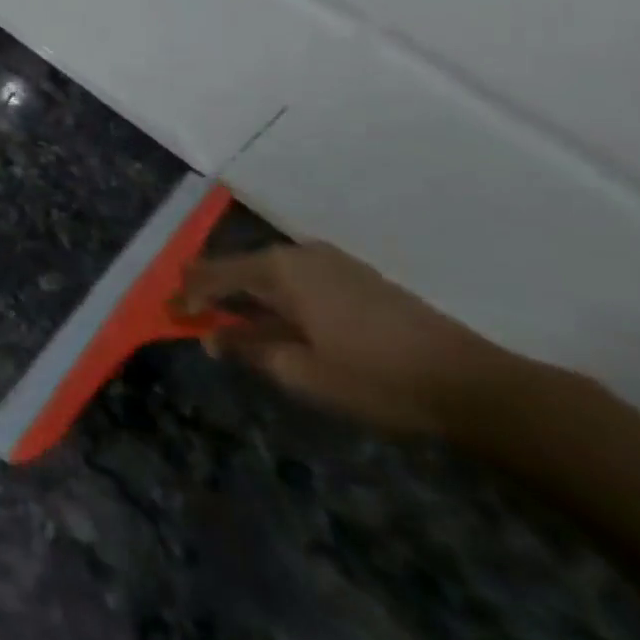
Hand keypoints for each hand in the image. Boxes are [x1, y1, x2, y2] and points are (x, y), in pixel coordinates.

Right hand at [175, 242, 520, 436]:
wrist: (472, 384)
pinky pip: (297, 281)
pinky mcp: (356, 280)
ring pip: (270, 275)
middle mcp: (301, 255)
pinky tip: (273, 323)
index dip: (188, 294)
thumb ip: (248, 348)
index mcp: (280, 270)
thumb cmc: (374, 377)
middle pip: (241, 267)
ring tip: (227, 322)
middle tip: (191, 315)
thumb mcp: (300, 372)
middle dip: (213, 292)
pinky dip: (275, 299)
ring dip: (244, 297)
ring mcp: (332, 264)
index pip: (215, 274)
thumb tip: (213, 336)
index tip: (167, 313)